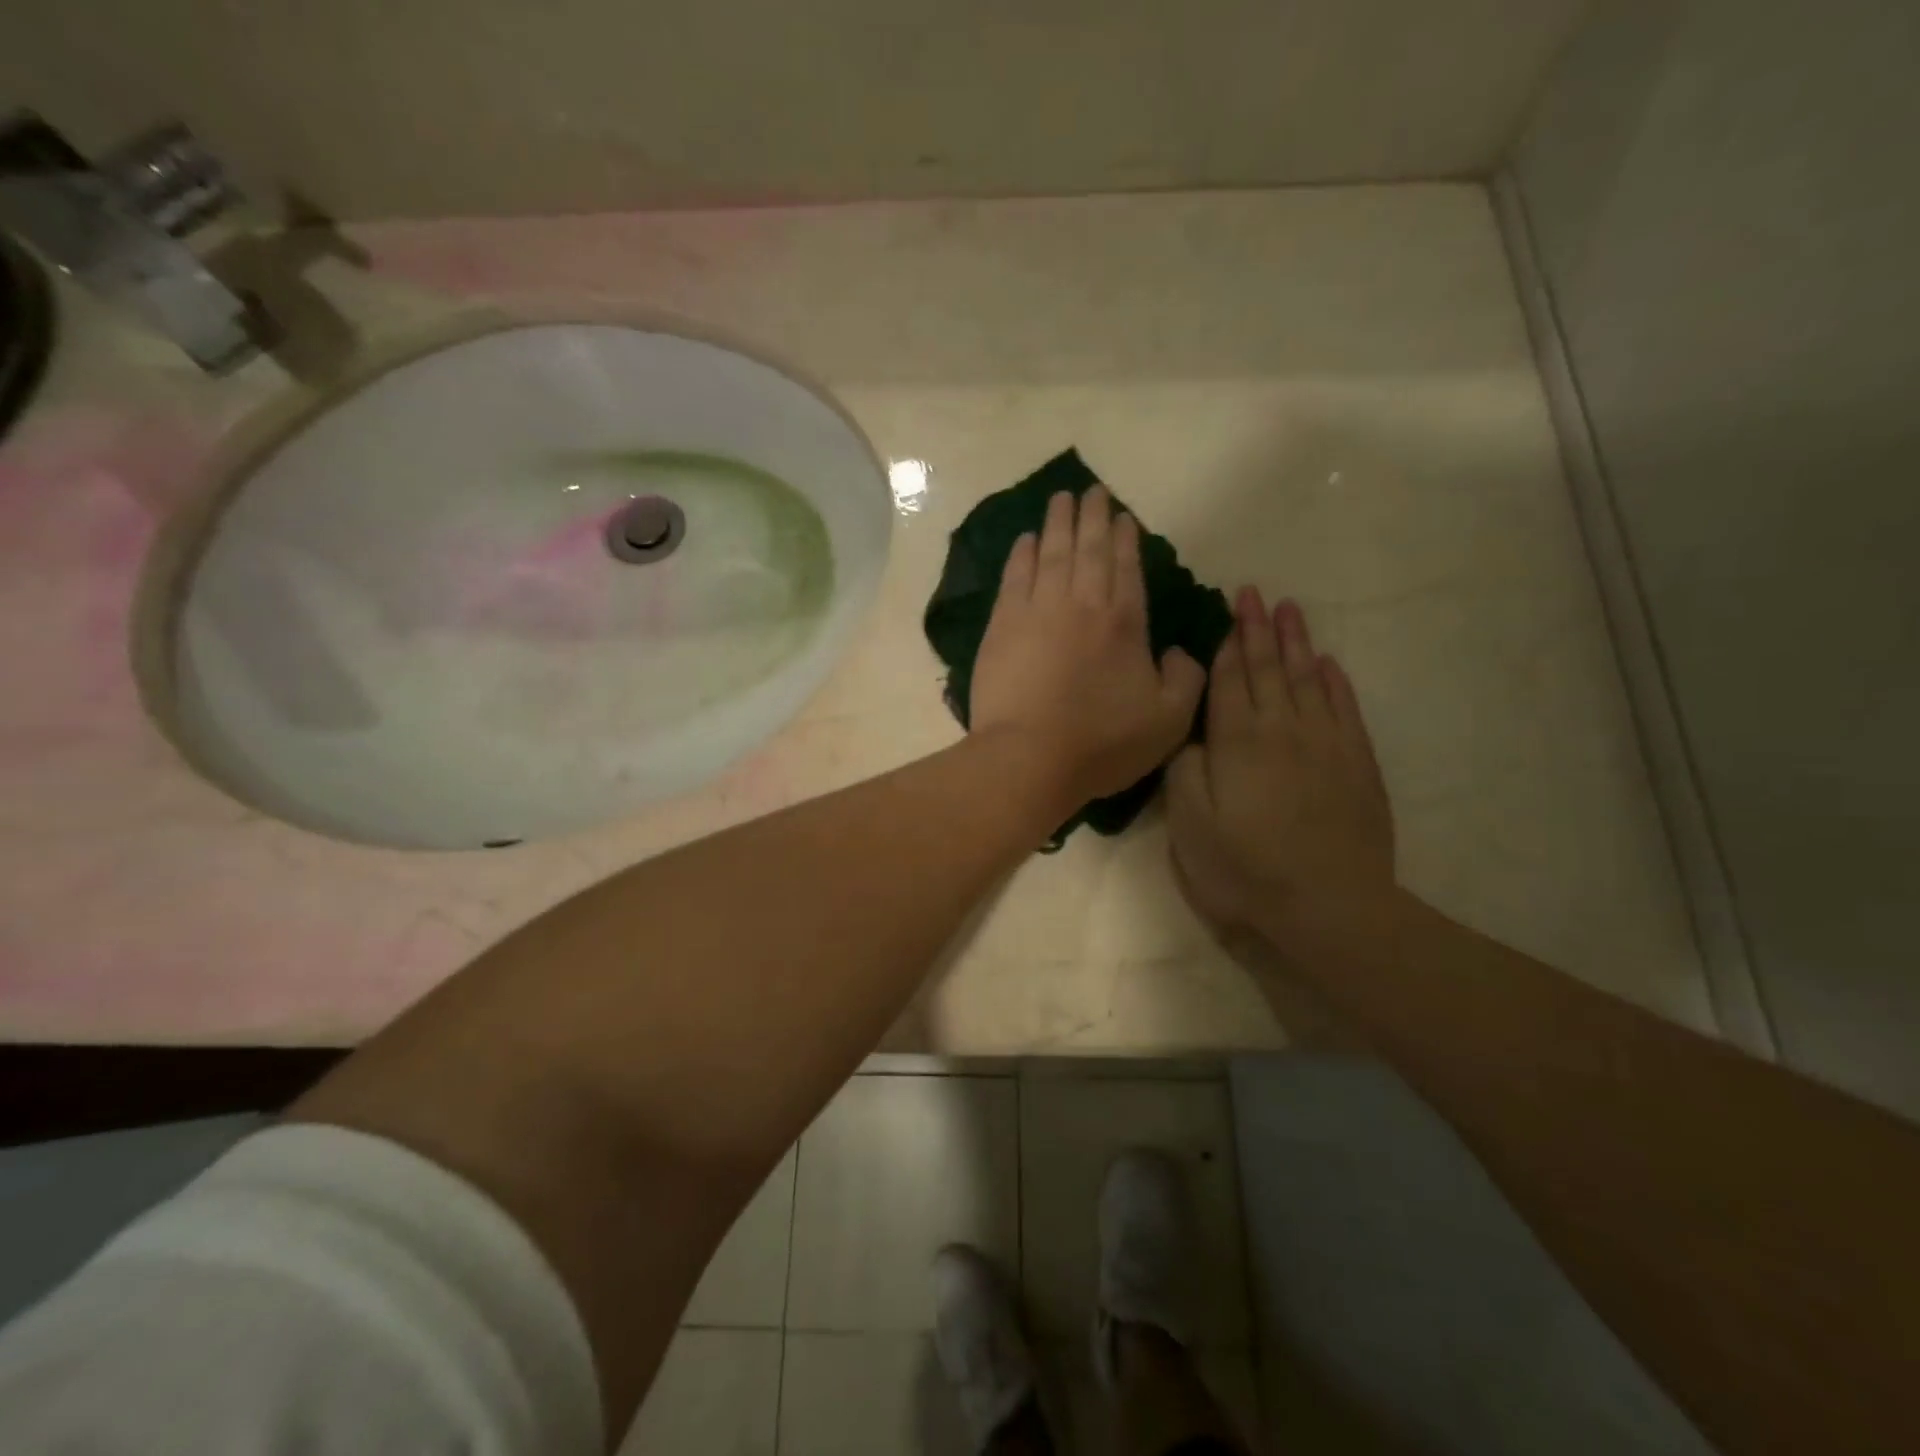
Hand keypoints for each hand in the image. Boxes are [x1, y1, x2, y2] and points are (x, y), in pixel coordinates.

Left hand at [970, 486, 1205, 811]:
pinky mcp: (1002, 626)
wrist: (1029, 758)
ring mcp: (1037, 611)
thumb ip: (1186, 679)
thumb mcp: (1168, 720)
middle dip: (1093, 517)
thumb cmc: (1101, 743)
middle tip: (1093, 491)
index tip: (1123, 516)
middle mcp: (1082, 604)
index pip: (1126, 568)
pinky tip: (1025, 539)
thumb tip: (1182, 651)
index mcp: (1124, 623)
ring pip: (1051, 554)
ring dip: (1058, 523)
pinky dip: (1021, 554)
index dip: (1126, 539)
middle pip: (1089, 550)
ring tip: (1061, 498)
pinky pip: (1014, 577)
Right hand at [1166, 589, 1396, 946]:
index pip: (1230, 680)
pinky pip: (1344, 708)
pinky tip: (1329, 664)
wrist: (1330, 905)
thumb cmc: (1246, 868)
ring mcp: (1326, 744)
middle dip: (1259, 629)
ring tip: (1290, 609)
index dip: (1227, 643)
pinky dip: (1335, 682)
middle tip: (1255, 593)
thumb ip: (1183, 770)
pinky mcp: (1357, 764)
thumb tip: (1189, 733)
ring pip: (1309, 679)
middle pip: (1269, 668)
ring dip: (1297, 642)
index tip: (1229, 608)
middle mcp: (1283, 729)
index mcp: (1237, 741)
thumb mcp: (1190, 825)